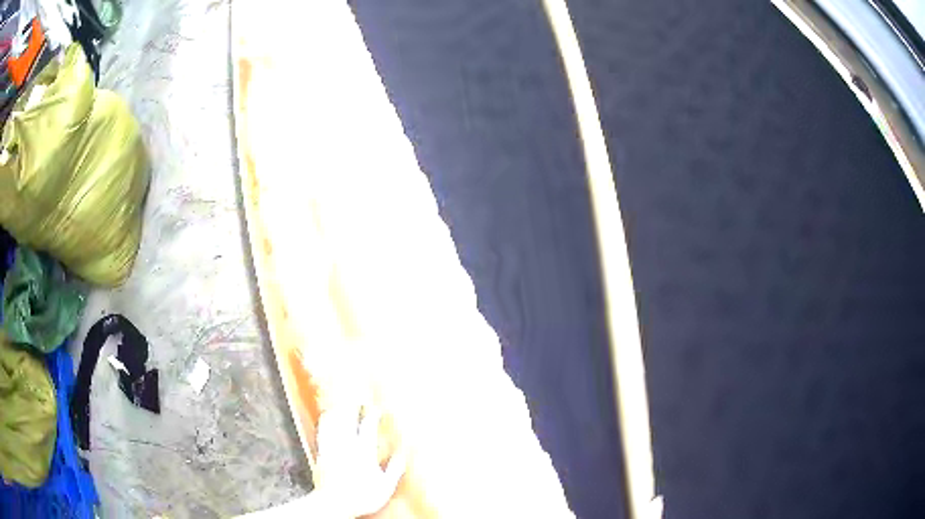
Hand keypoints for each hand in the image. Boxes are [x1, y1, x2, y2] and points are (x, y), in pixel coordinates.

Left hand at [313, 403, 406, 517]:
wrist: (334, 503)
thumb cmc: (362, 496)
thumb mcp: (385, 486)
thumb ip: (394, 469)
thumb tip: (403, 454)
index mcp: (364, 452)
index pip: (368, 427)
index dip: (372, 416)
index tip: (376, 409)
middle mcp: (347, 445)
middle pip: (348, 419)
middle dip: (353, 407)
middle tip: (356, 398)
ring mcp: (332, 448)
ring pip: (333, 422)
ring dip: (338, 411)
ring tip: (341, 403)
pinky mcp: (321, 453)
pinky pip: (322, 432)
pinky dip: (325, 422)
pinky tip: (325, 418)